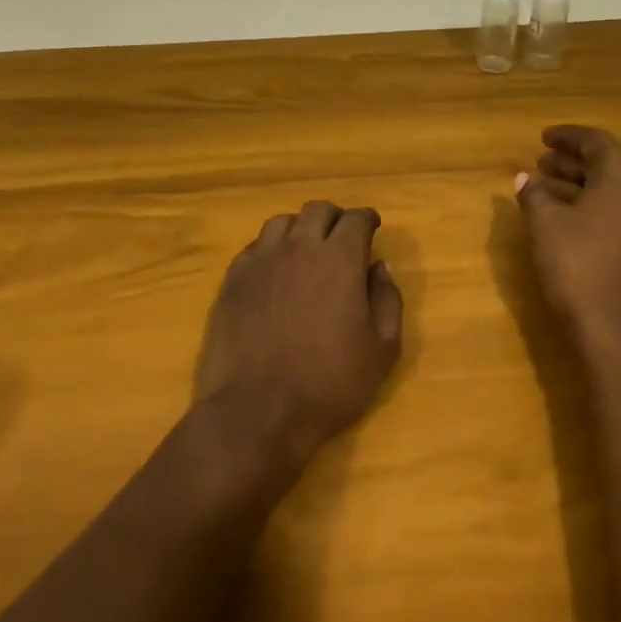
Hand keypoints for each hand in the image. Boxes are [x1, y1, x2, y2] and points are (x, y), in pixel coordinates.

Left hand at [194, 201, 404, 465]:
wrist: (256, 411)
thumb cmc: (329, 383)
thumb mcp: (382, 349)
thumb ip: (387, 299)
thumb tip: (379, 267)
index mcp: (339, 259)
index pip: (356, 219)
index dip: (367, 219)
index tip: (372, 226)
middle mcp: (299, 247)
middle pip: (317, 210)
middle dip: (335, 218)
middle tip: (342, 236)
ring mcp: (260, 261)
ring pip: (282, 222)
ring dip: (300, 228)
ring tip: (306, 249)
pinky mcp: (232, 280)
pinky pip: (254, 247)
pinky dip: (271, 248)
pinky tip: (274, 270)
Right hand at [515, 126, 620, 342]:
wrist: (617, 330)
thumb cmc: (579, 266)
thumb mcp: (546, 225)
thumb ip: (534, 194)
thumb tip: (525, 178)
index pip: (596, 141)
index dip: (567, 136)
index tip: (542, 137)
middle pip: (608, 163)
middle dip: (572, 160)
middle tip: (540, 160)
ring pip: (613, 188)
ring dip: (580, 182)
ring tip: (545, 184)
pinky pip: (619, 209)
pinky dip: (592, 203)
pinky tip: (566, 215)